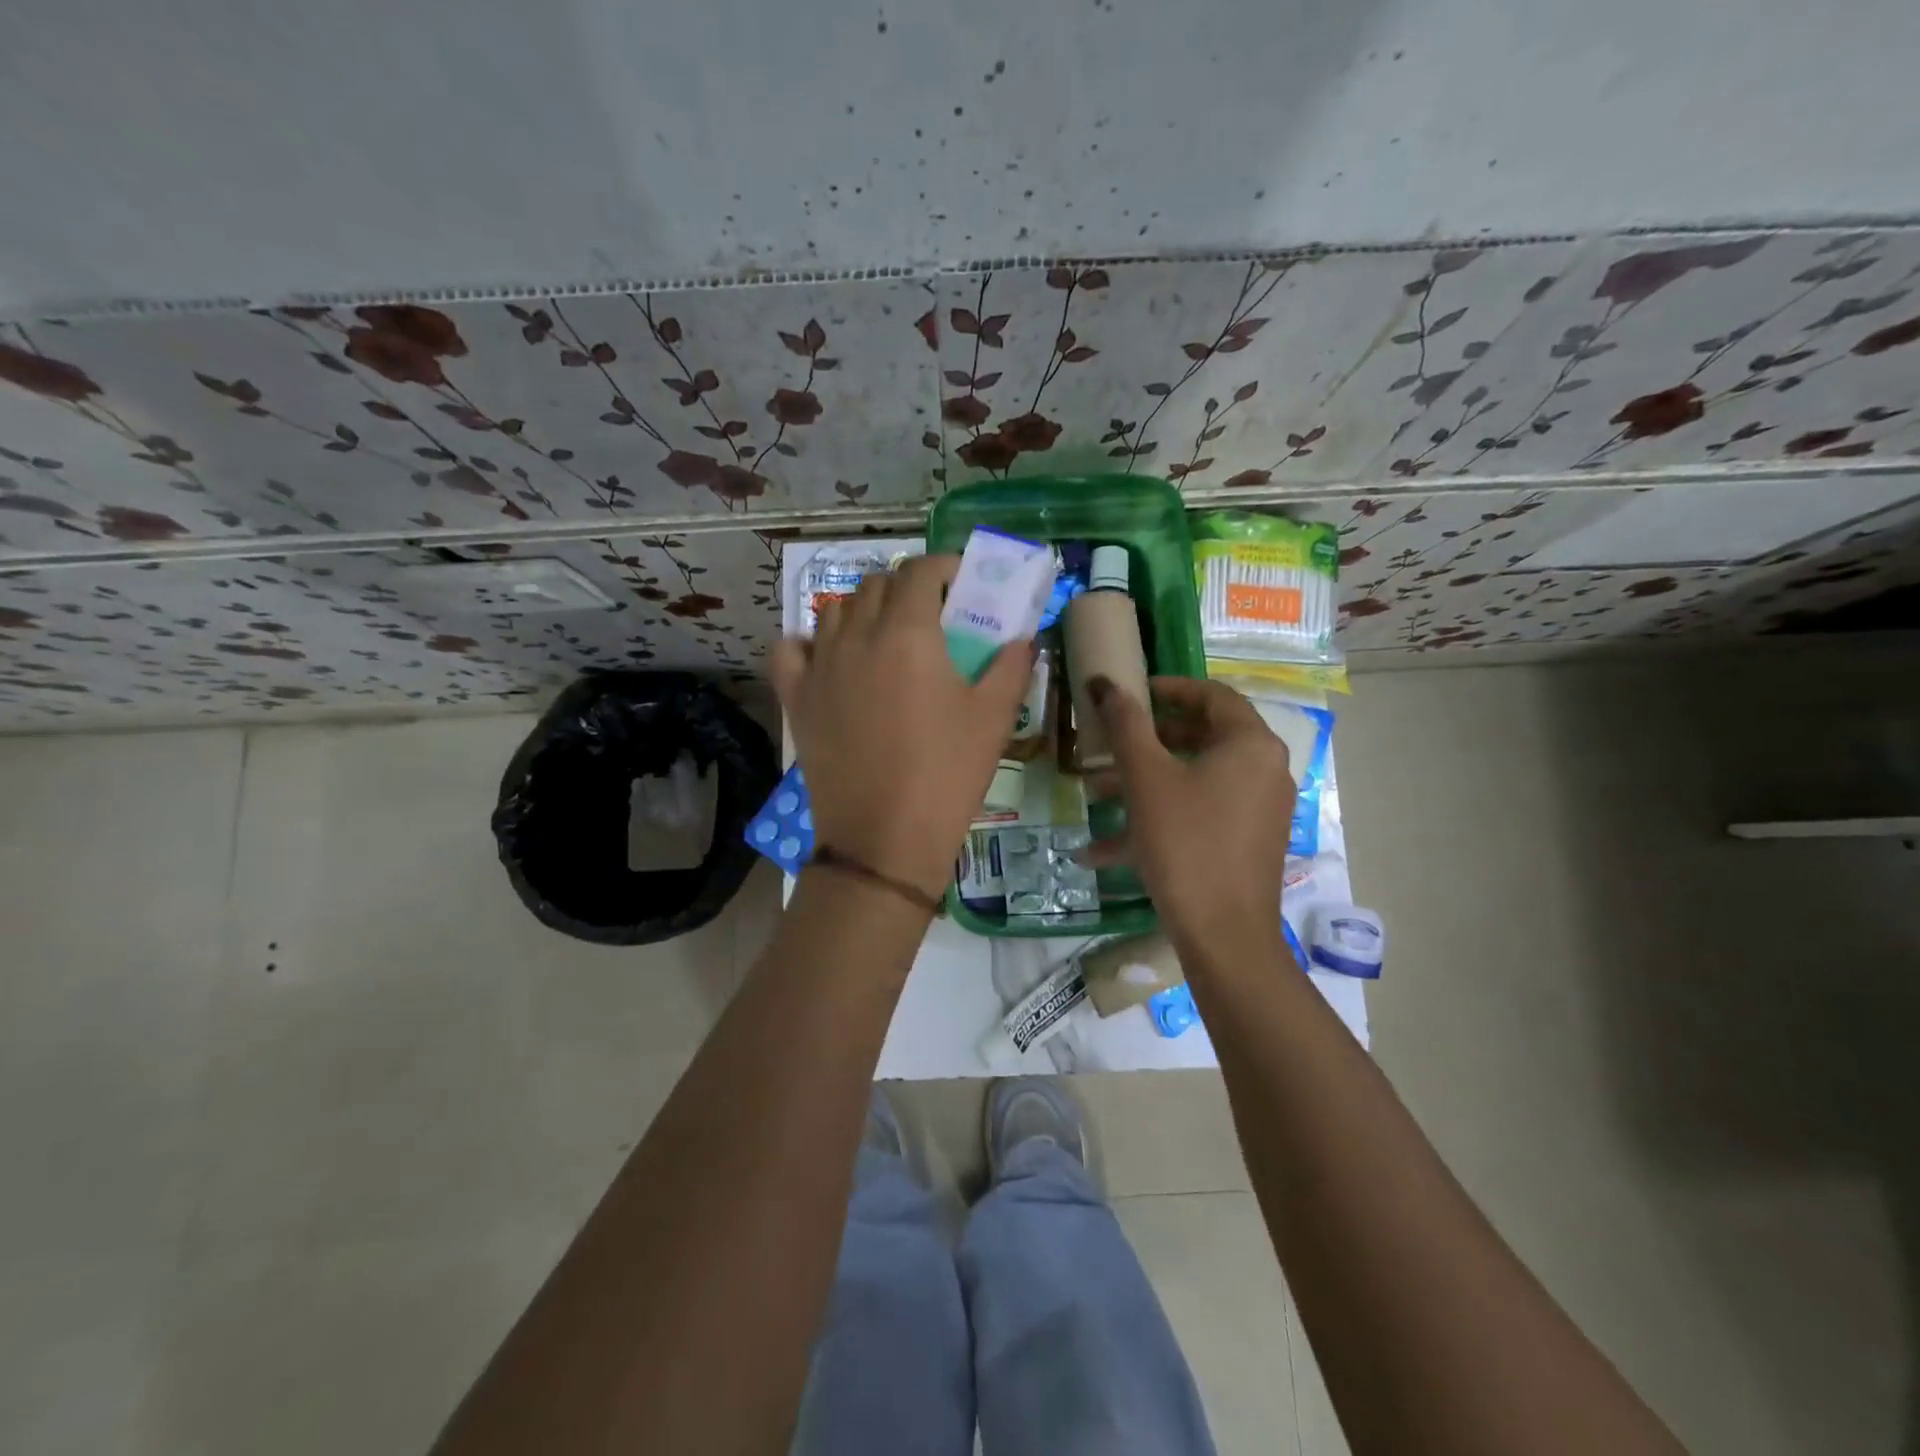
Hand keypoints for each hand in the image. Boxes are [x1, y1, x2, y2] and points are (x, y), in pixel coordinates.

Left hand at [772, 554, 1033, 901]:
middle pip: (876, 585)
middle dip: (907, 589)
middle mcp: (856, 637)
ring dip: (864, 610)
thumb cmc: (947, 775)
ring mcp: (819, 667)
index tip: (962, 584)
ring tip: (887, 638)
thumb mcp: (995, 718)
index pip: (919, 571)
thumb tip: (1022, 637)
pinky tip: (831, 659)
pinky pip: (792, 649)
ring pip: (835, 611)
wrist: (884, 839)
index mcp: (907, 633)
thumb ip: (1012, 665)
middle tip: (933, 618)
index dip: (944, 567)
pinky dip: (810, 642)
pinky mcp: (796, 698)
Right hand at [1085, 676, 1295, 948]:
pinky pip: (1197, 816)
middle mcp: (1262, 770)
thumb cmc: (1186, 842)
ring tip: (1093, 795)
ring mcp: (1256, 809)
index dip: (1167, 688)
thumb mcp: (1147, 778)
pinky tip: (1101, 851)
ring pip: (1192, 781)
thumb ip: (1126, 724)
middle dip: (1144, 742)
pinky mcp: (1244, 842)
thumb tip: (1106, 682)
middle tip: (1106, 743)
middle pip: (1199, 738)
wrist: (1223, 934)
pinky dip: (1157, 821)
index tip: (1129, 694)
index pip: (1211, 695)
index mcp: (1250, 744)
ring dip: (1142, 784)